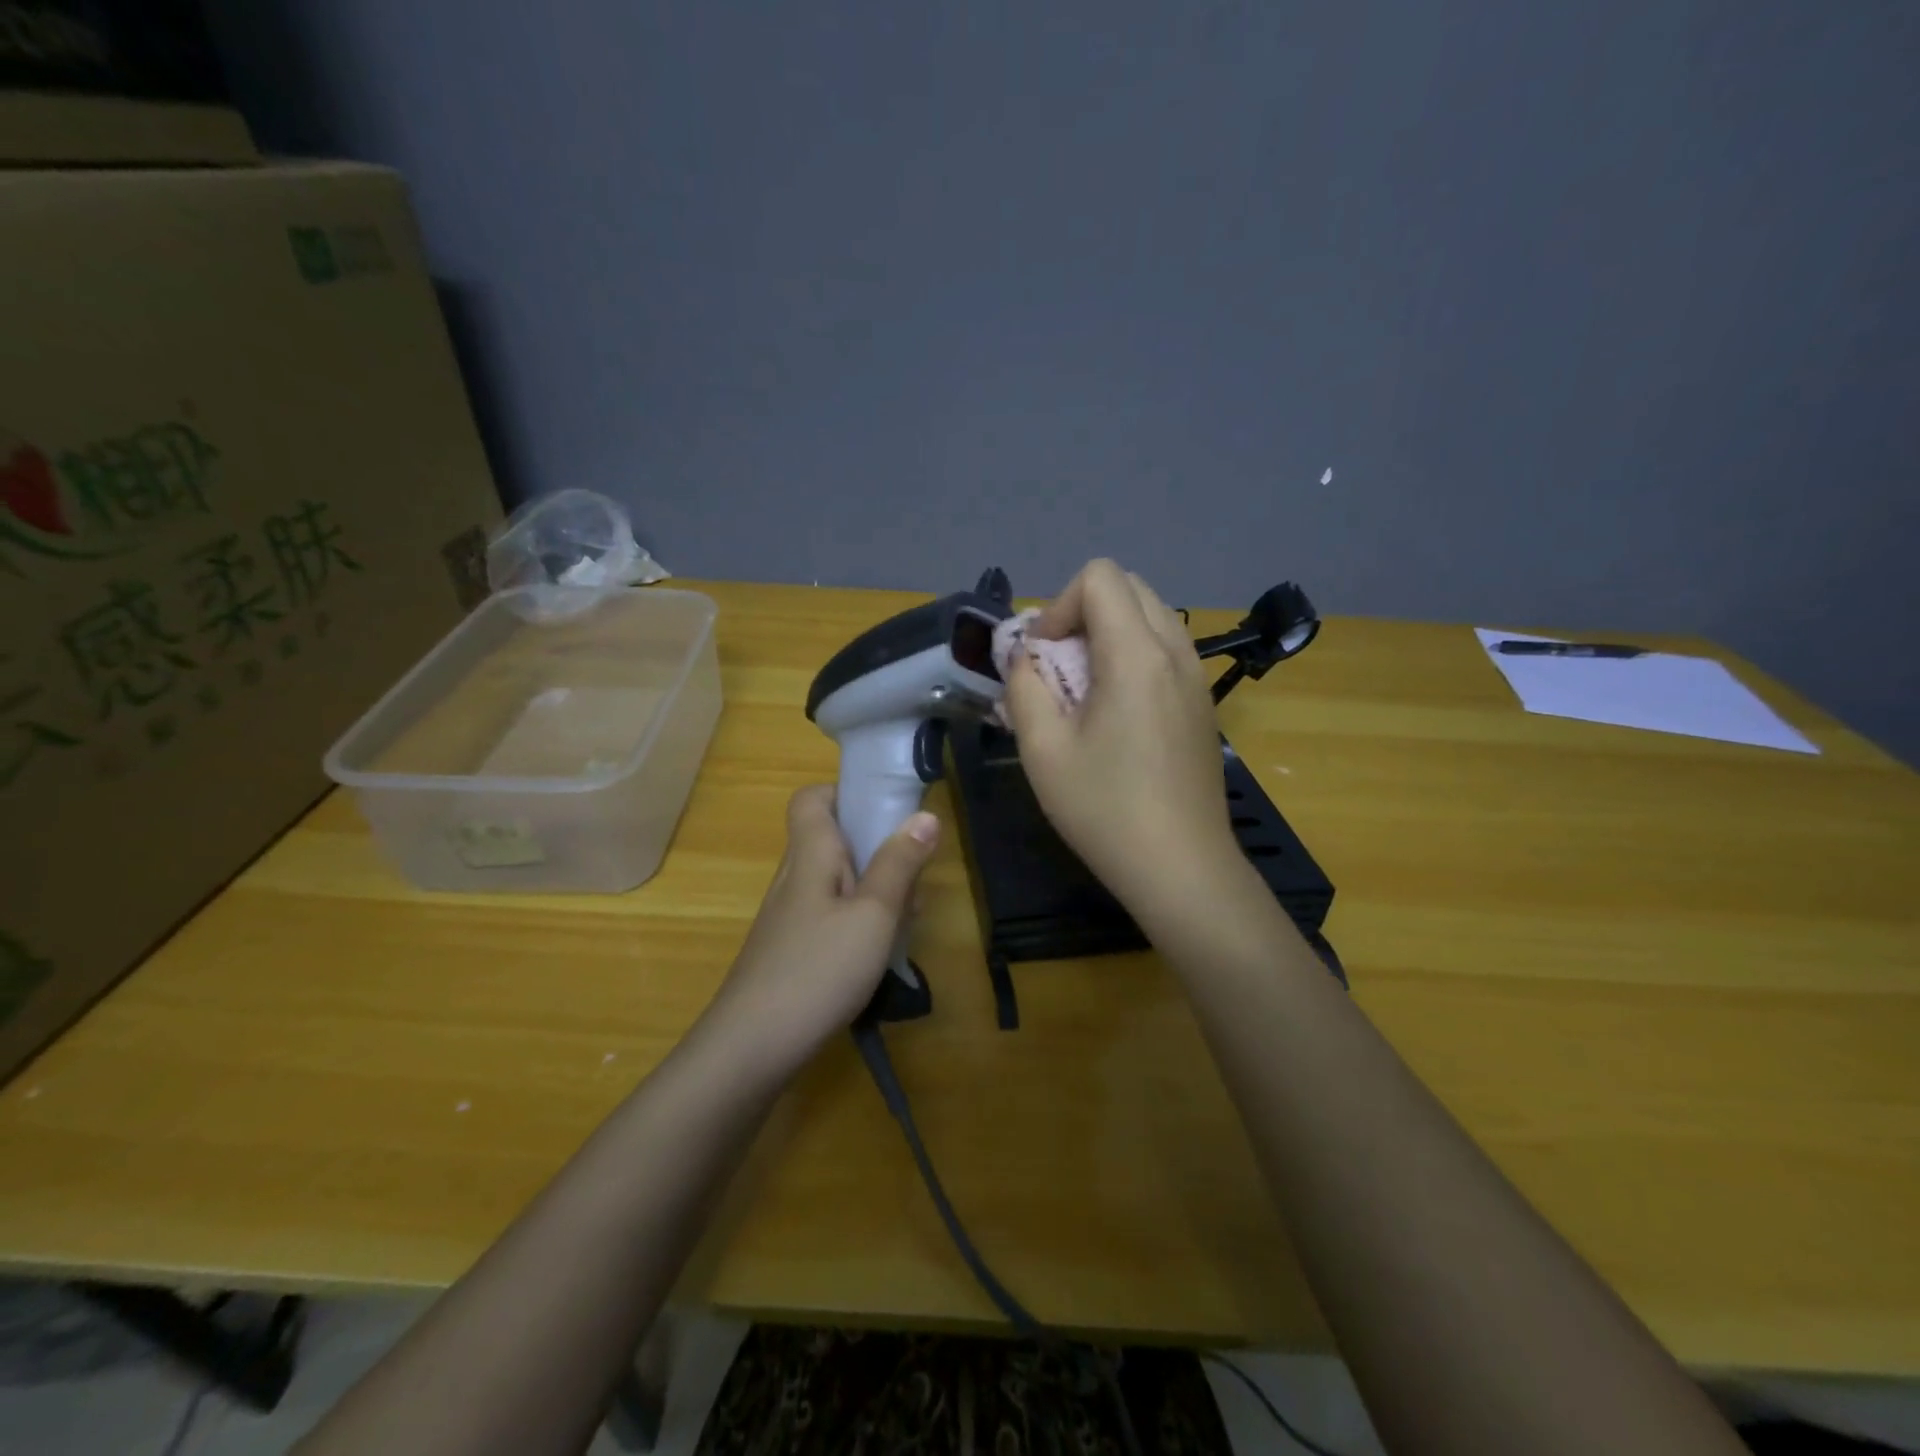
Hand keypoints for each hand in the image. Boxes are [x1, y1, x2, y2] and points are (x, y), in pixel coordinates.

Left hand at [702, 785, 939, 1070]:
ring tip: (906, 917)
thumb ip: (899, 864)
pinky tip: (879, 952)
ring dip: (873, 887)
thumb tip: (925, 815)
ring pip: (836, 880)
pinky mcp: (791, 949)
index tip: (887, 810)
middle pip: (832, 839)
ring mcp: (789, 916)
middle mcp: (795, 877)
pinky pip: (830, 914)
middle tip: (914, 875)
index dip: (845, 792)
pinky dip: (858, 919)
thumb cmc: (817, 969)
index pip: (811, 798)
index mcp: (810, 855)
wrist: (751, 1048)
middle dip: (877, 847)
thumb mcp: (873, 915)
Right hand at [1003, 559, 1241, 917]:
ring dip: (1109, 634)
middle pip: (1129, 588)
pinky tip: (1116, 712)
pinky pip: (1166, 650)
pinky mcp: (1203, 703)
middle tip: (1058, 667)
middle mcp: (1176, 652)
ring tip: (1085, 689)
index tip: (1042, 657)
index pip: (1100, 577)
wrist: (1181, 867)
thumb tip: (1025, 659)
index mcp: (1137, 654)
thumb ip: (1023, 687)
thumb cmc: (1105, 809)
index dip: (1058, 607)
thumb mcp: (1042, 750)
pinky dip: (1133, 656)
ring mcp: (1196, 677)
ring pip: (1151, 617)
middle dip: (1083, 613)